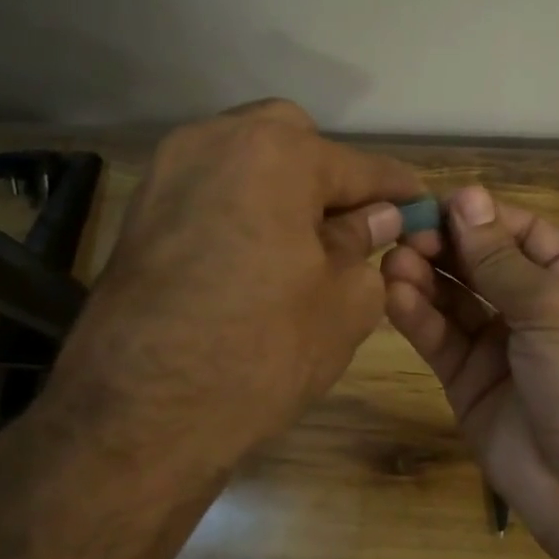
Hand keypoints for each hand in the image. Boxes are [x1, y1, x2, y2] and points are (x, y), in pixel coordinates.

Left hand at [43, 100, 422, 467]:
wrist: (138, 417)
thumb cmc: (261, 352)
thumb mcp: (342, 302)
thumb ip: (364, 244)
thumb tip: (378, 219)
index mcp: (277, 154)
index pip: (358, 166)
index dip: (396, 189)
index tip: (421, 204)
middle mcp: (216, 141)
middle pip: (293, 141)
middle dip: (329, 175)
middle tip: (351, 225)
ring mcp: (169, 171)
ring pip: (246, 158)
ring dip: (282, 187)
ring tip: (304, 241)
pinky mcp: (141, 208)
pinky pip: (211, 187)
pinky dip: (242, 205)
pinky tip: (256, 252)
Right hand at [381, 185, 558, 558]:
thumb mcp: (556, 309)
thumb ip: (501, 259)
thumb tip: (467, 196)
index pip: (521, 233)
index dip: (479, 216)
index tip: (433, 203)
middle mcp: (539, 308)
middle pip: (483, 264)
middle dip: (446, 247)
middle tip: (404, 235)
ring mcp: (503, 348)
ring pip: (457, 301)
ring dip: (426, 279)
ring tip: (394, 262)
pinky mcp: (472, 385)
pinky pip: (443, 342)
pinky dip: (419, 319)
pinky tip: (395, 297)